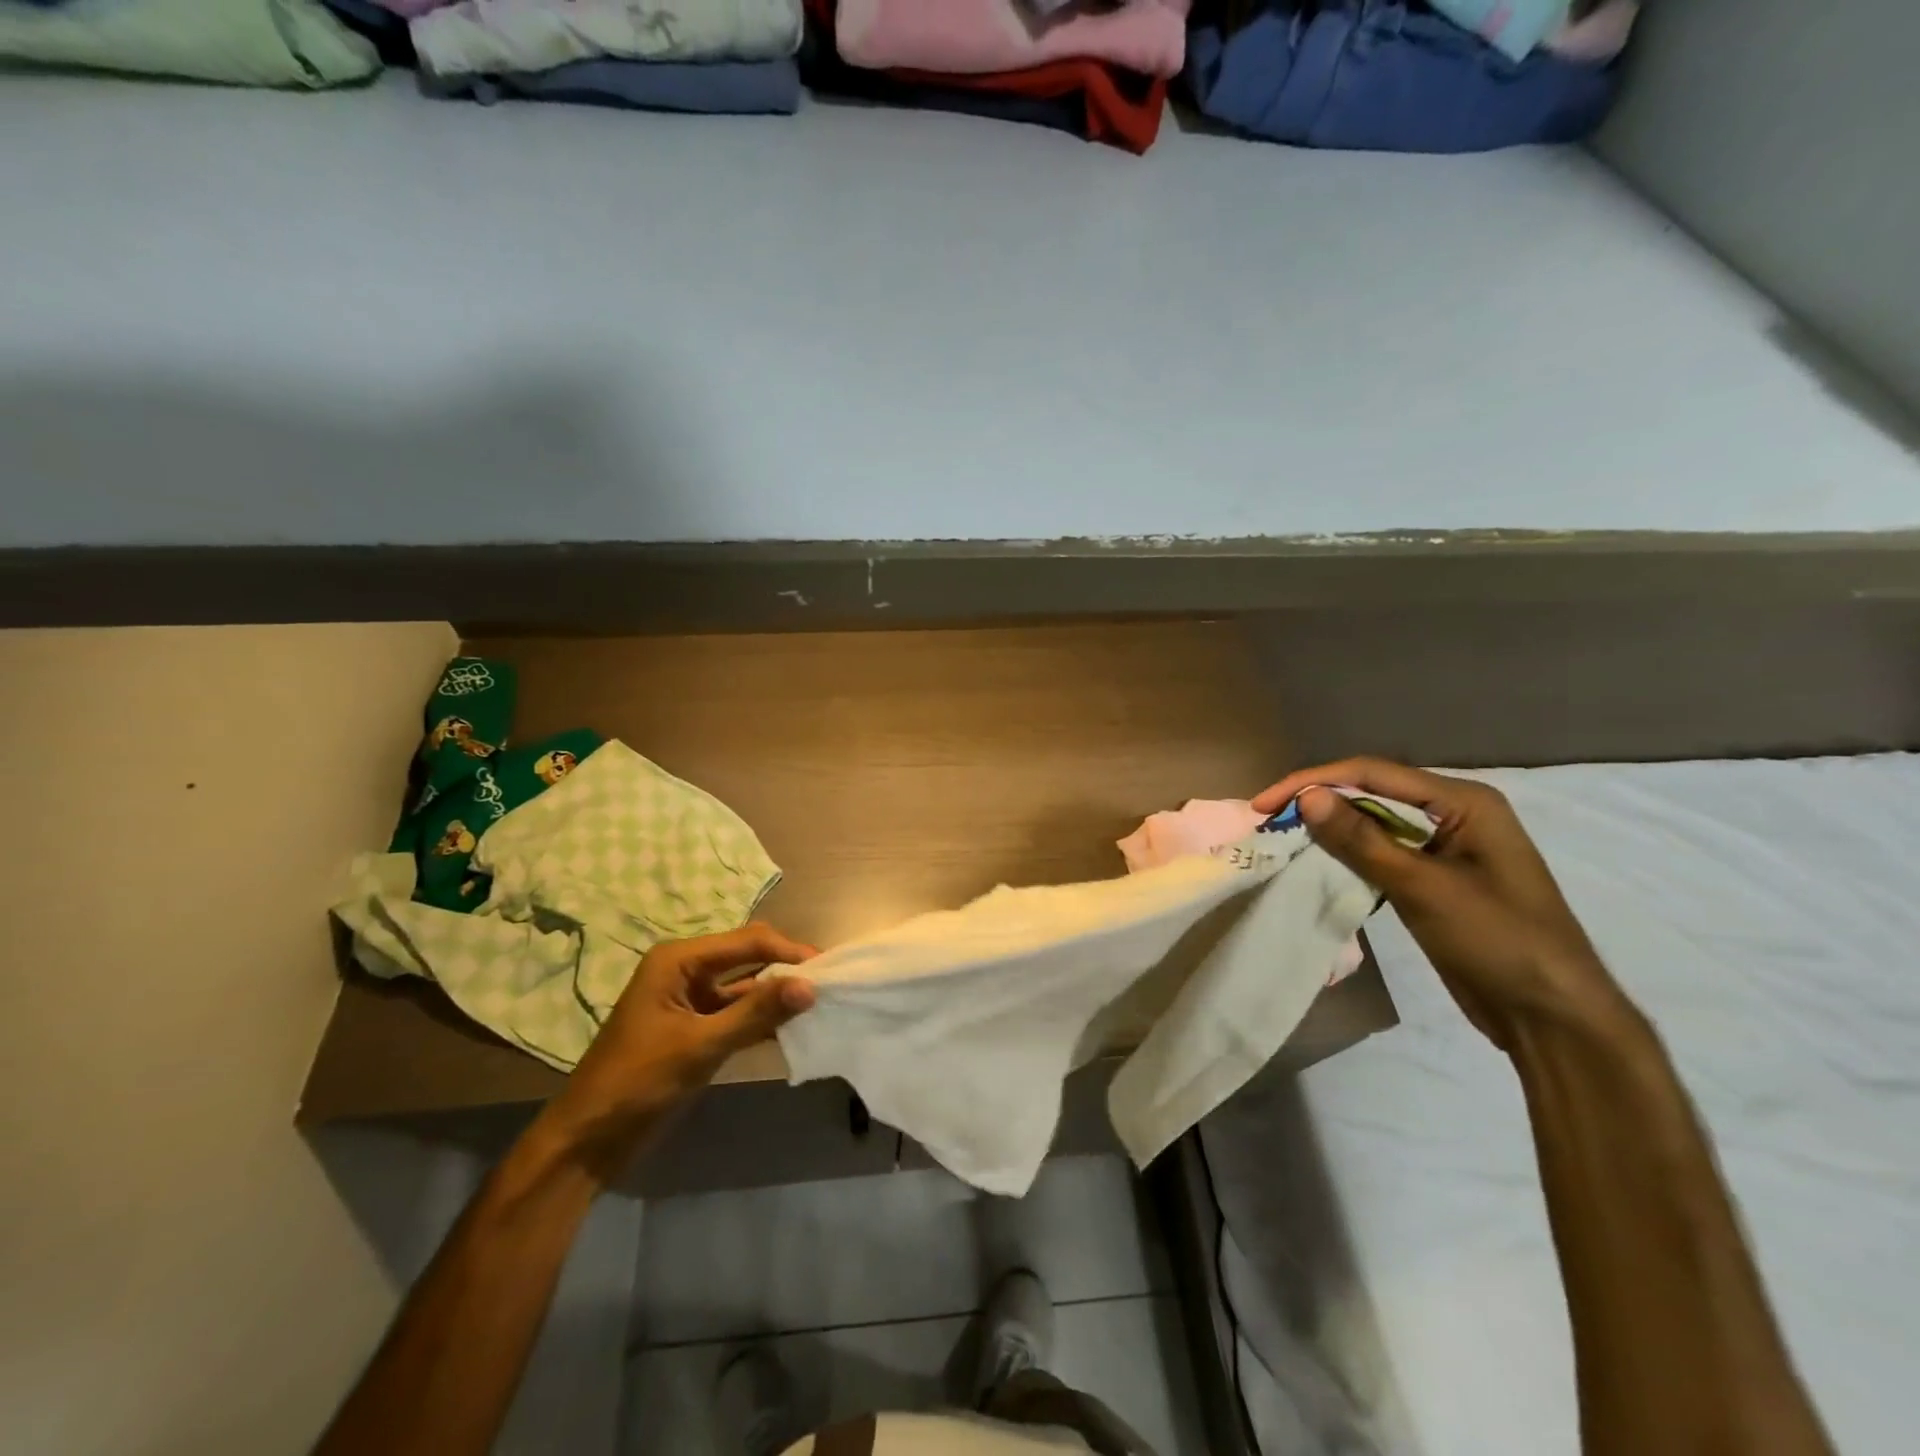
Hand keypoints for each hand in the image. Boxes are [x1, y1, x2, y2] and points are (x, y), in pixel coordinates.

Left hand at [539, 924, 817, 1174]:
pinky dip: (762, 1019)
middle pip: (748, 957)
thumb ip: (755, 1013)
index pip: (747, 942)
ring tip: (819, 1005)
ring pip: (746, 987)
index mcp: (678, 960)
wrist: (586, 1144)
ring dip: (777, 995)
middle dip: (786, 968)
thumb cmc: (636, 1083)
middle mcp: (686, 971)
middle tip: (828, 983)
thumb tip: (810, 986)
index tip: (829, 968)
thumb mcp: (699, 1046)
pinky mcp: (695, 1030)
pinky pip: (738, 1014)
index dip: (788, 950)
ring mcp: (691, 1001)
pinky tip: (792, 1029)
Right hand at [1255, 759, 1630, 1051]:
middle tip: (1266, 820)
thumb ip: (1362, 841)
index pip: (1372, 774)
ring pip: (1372, 823)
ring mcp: (1445, 847)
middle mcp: (1454, 814)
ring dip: (1328, 828)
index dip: (1313, 782)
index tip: (1264, 804)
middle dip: (1317, 801)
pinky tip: (1315, 862)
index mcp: (1463, 801)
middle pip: (1370, 792)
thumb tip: (1306, 798)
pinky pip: (1381, 852)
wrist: (1553, 1019)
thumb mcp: (1424, 889)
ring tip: (1281, 836)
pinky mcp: (1434, 878)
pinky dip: (1346, 854)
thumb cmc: (1499, 942)